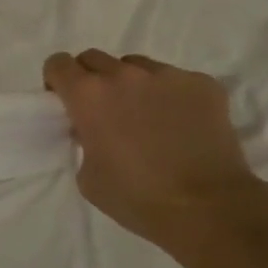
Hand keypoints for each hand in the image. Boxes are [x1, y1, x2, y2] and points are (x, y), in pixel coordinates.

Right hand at [43, 50, 267, 267]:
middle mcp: (124, 74)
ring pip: (137, 67)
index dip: (58, 81)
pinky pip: (176, 80)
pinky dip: (172, 97)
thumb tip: (93, 130)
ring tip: (149, 118)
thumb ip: (83, 141)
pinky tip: (183, 126)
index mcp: (89, 95)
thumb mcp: (88, 177)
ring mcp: (167, 74)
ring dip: (133, 85)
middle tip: (105, 112)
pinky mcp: (202, 83)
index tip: (66, 103)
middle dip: (92, 80)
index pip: (58, 63)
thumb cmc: (139, 199)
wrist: (209, 209)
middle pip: (95, 59)